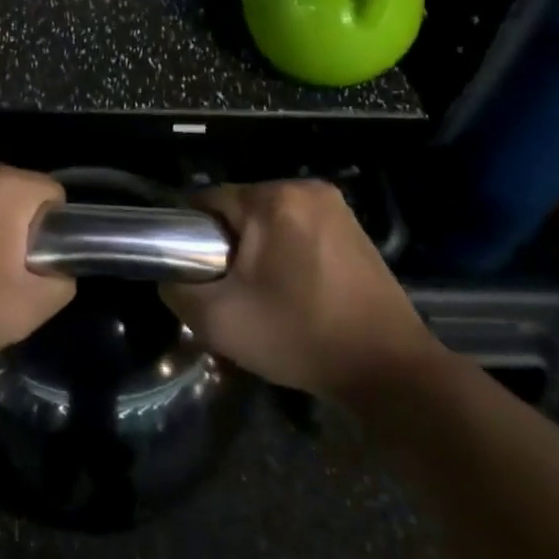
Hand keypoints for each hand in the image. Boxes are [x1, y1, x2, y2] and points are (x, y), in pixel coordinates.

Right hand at [164, 181, 439, 401]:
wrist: (388, 370)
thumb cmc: (299, 337)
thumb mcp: (219, 321)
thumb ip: (178, 290)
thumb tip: (170, 276)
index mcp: (273, 199)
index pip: (208, 200)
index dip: (191, 234)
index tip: (194, 269)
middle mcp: (305, 188)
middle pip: (241, 207)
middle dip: (229, 242)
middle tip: (231, 288)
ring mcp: (336, 206)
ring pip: (272, 218)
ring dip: (259, 247)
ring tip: (264, 292)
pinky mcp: (355, 227)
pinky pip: (301, 228)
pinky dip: (288, 251)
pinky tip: (295, 289)